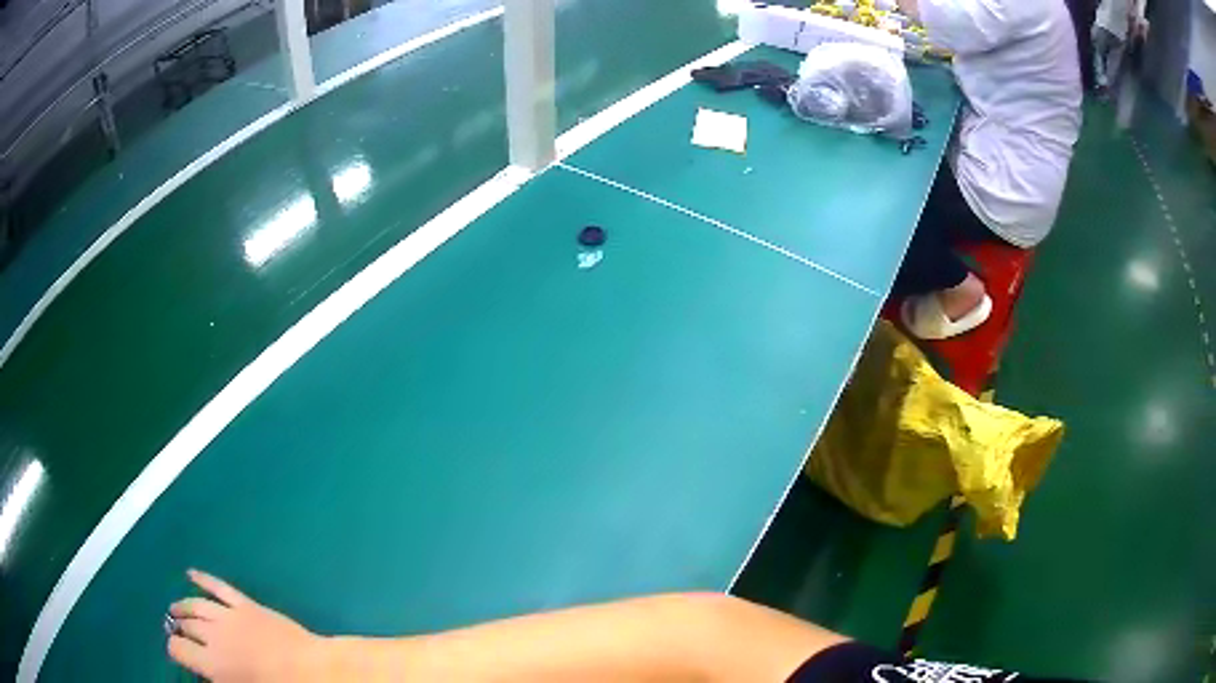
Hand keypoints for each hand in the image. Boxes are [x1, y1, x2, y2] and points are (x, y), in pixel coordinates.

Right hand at [168, 570, 329, 681]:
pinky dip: (204, 578)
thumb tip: (208, 673)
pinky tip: (191, 573)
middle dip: (179, 628)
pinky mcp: (247, 605)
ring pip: (198, 605)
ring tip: (175, 608)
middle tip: (176, 629)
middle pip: (188, 626)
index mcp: (213, 664)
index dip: (175, 649)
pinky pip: (220, 587)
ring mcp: (230, 616)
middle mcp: (214, 636)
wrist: (312, 671)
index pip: (179, 649)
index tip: (176, 651)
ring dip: (184, 605)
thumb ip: (219, 679)